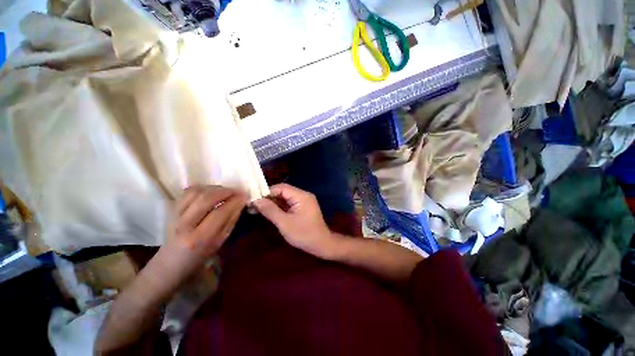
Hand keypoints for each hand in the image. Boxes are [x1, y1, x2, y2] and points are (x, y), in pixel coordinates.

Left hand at [173, 185, 246, 257]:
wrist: (171, 262)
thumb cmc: (200, 255)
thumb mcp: (220, 242)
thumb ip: (231, 221)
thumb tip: (241, 202)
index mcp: (199, 238)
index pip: (220, 212)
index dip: (235, 201)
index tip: (245, 196)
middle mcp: (184, 225)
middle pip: (206, 199)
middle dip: (225, 191)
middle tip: (237, 191)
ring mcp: (174, 215)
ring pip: (196, 192)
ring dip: (214, 188)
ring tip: (225, 191)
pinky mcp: (170, 209)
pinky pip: (188, 191)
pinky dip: (203, 188)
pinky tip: (211, 192)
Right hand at [254, 183, 339, 258]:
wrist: (321, 244)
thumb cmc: (304, 234)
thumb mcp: (285, 223)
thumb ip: (270, 210)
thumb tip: (256, 200)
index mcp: (301, 196)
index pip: (281, 188)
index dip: (267, 192)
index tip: (253, 199)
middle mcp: (303, 195)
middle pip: (283, 192)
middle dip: (268, 198)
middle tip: (253, 205)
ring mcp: (303, 201)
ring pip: (284, 198)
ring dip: (272, 203)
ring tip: (256, 209)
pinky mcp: (302, 207)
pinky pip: (288, 204)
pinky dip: (278, 207)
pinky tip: (268, 212)